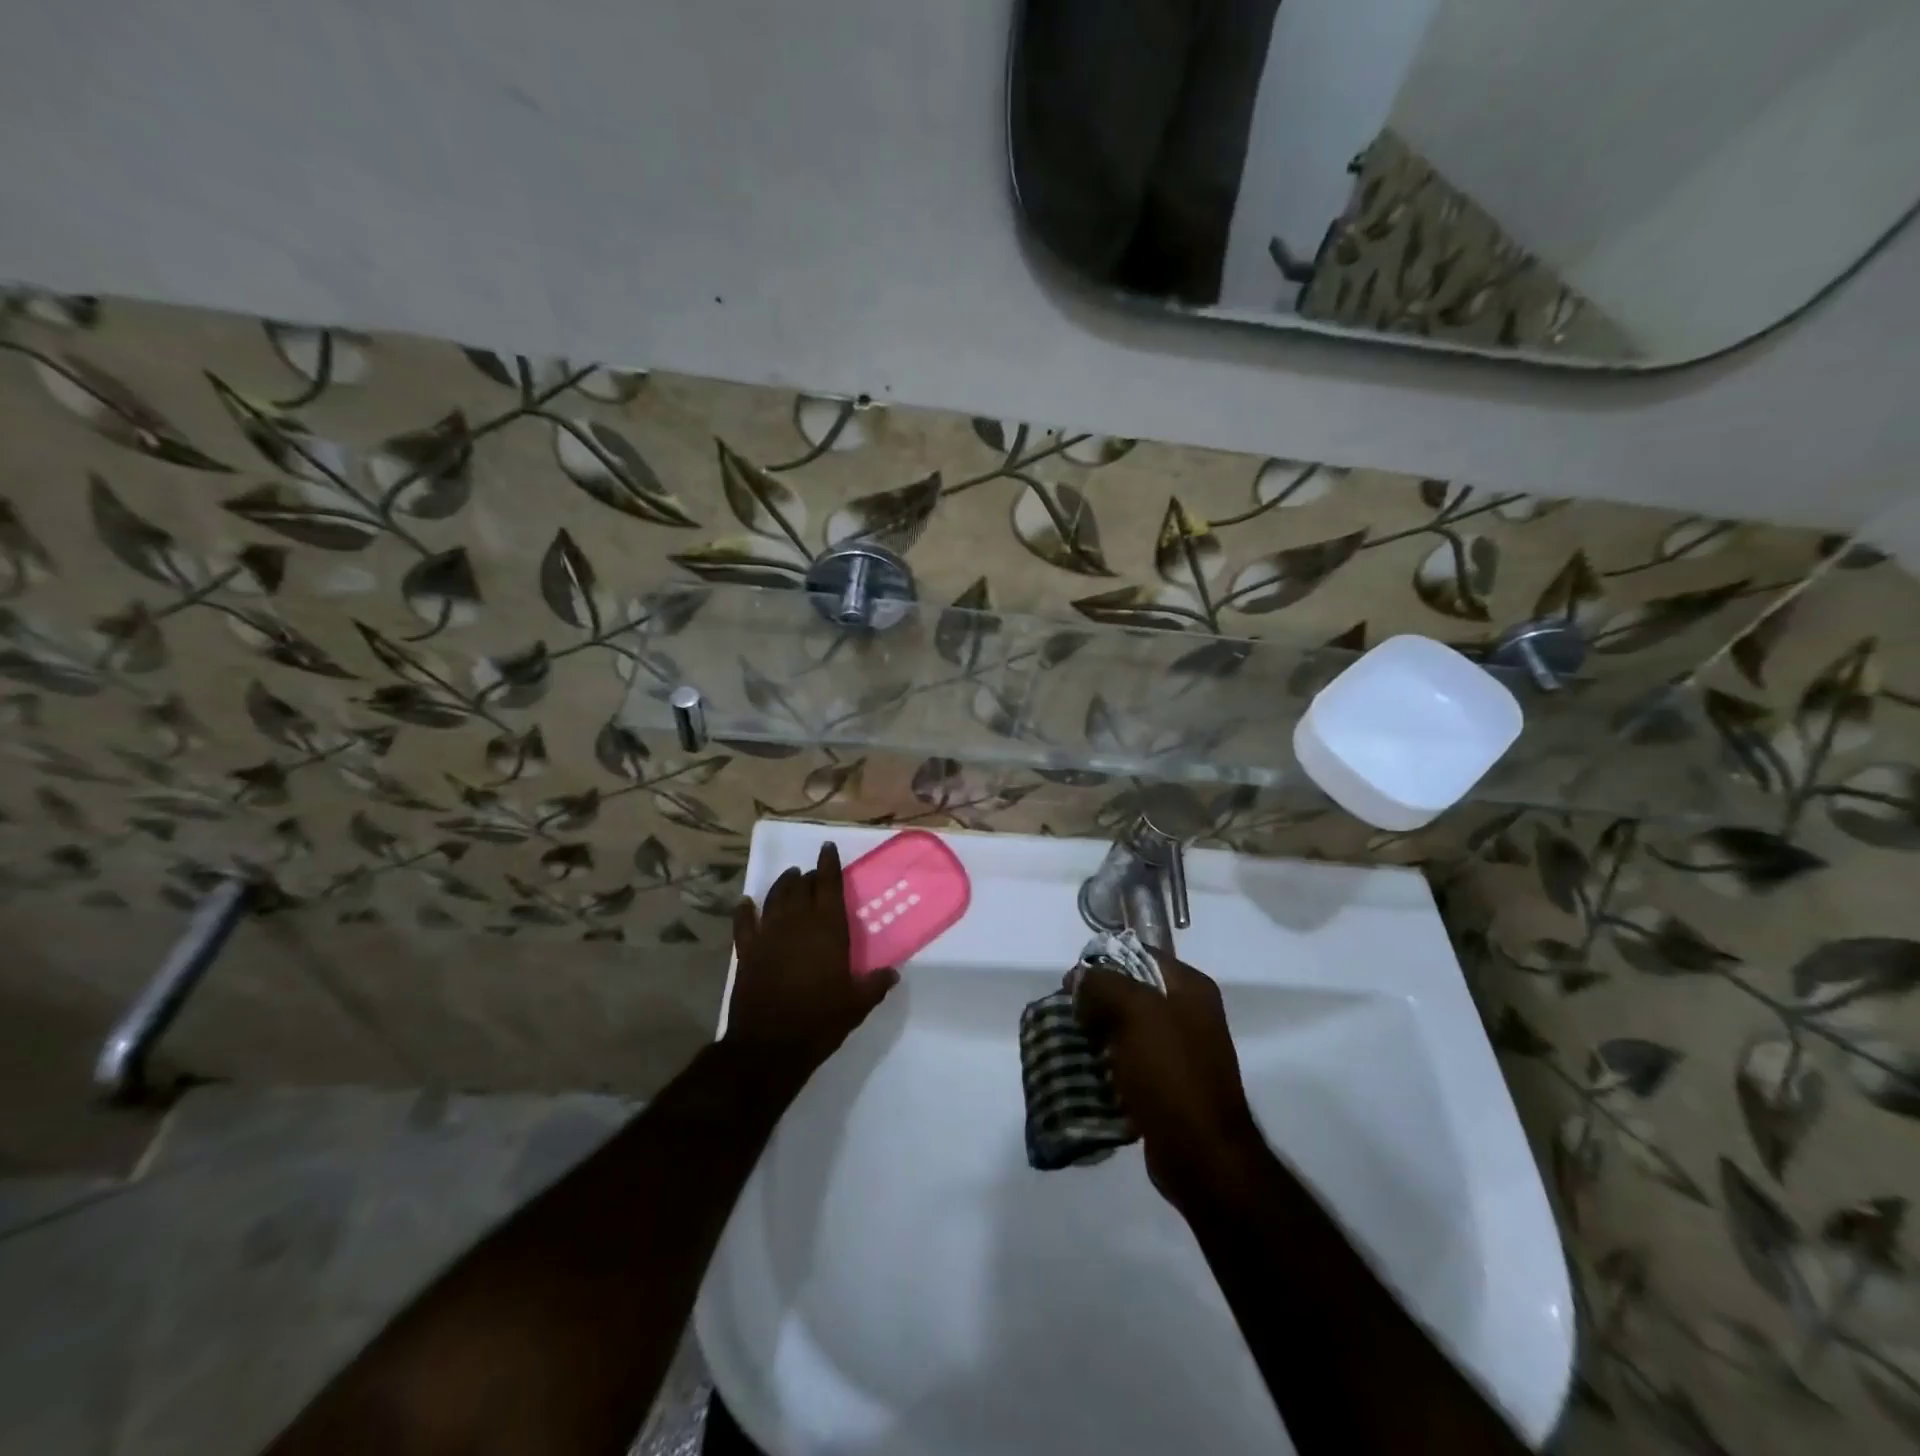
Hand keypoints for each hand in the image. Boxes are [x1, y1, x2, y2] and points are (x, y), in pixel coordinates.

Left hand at [724, 842, 897, 1082]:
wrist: (769, 1046)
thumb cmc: (819, 1021)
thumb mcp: (856, 1005)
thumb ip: (874, 984)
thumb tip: (892, 973)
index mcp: (827, 929)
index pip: (828, 885)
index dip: (828, 864)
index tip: (827, 848)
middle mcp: (797, 923)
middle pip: (801, 888)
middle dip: (808, 877)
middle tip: (813, 874)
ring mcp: (768, 935)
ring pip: (774, 898)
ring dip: (782, 884)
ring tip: (789, 877)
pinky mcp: (747, 952)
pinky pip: (744, 923)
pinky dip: (745, 911)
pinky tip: (746, 903)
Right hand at [1074, 950, 1267, 1213]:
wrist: (1202, 1155)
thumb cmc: (1171, 1073)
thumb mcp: (1135, 1012)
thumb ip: (1104, 984)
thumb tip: (1079, 979)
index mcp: (1191, 988)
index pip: (1140, 955)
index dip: (1103, 963)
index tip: (1071, 984)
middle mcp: (1189, 1014)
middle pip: (1131, 992)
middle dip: (1096, 1002)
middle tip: (1068, 1017)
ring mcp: (1180, 1052)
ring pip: (1126, 1029)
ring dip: (1098, 1035)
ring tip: (1071, 1045)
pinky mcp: (1168, 1086)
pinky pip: (1129, 1063)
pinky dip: (1107, 1066)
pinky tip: (1087, 1073)